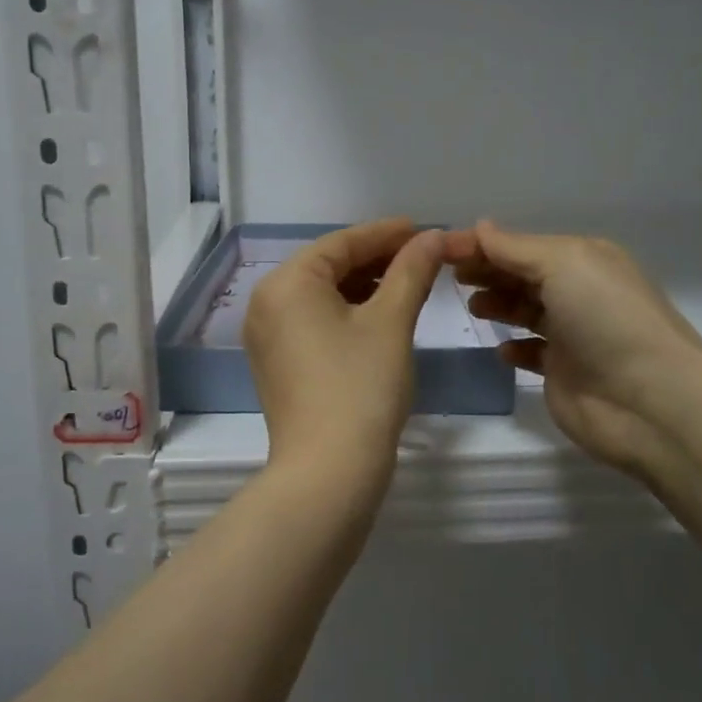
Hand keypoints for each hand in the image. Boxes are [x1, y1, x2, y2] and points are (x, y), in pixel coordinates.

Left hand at [243, 219, 445, 495]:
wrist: (328, 472)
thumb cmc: (361, 387)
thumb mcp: (391, 321)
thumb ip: (412, 270)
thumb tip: (434, 236)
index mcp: (287, 283)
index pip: (342, 242)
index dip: (387, 233)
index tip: (424, 229)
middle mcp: (267, 302)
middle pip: (328, 266)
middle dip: (377, 259)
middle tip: (423, 255)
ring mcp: (267, 336)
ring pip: (322, 294)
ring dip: (364, 285)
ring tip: (408, 282)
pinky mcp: (277, 363)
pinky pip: (314, 321)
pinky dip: (347, 312)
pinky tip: (380, 315)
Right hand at [446, 221, 701, 482]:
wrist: (649, 399)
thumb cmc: (606, 318)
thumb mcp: (562, 264)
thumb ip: (515, 248)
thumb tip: (479, 227)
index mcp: (582, 259)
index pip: (521, 244)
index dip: (481, 244)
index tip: (439, 249)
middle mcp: (578, 292)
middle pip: (521, 274)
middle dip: (487, 270)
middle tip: (448, 275)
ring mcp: (572, 334)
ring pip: (525, 310)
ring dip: (498, 304)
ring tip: (474, 307)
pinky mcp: (564, 372)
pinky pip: (531, 352)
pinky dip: (513, 347)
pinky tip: (501, 349)